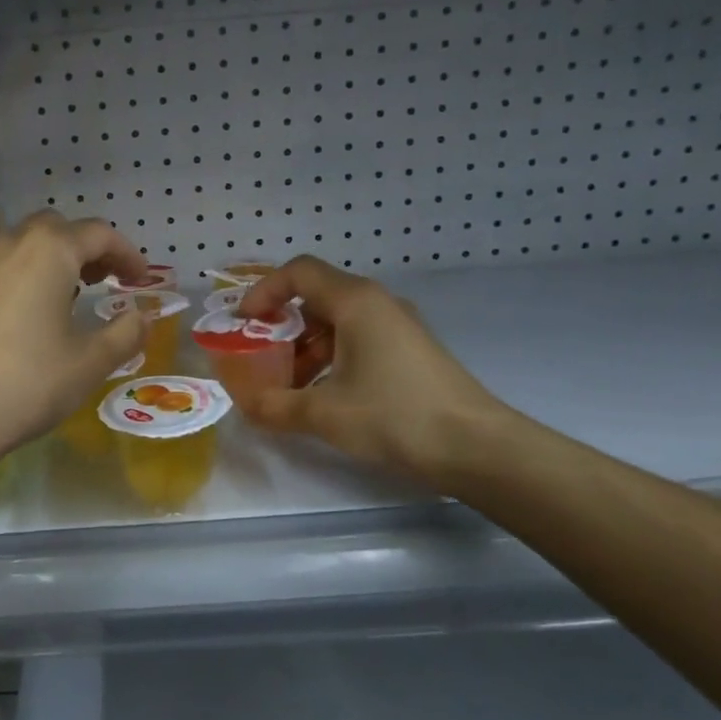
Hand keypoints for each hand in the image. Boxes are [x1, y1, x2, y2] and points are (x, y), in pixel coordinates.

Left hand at [0, 211, 148, 471]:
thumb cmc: (26, 385)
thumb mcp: (89, 363)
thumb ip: (126, 333)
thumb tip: (143, 317)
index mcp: (47, 252)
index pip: (98, 234)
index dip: (127, 254)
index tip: (140, 280)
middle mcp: (5, 245)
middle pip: (53, 230)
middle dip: (83, 249)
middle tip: (100, 282)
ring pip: (15, 247)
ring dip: (44, 262)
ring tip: (56, 300)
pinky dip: (10, 281)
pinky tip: (11, 321)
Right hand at [238, 256, 509, 488]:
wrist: (476, 447)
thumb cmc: (395, 416)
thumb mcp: (324, 413)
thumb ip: (275, 405)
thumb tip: (245, 405)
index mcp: (355, 302)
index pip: (298, 272)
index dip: (263, 291)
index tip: (243, 323)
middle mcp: (377, 304)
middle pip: (316, 297)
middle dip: (282, 326)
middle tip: (261, 359)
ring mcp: (397, 327)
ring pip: (337, 322)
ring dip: (305, 347)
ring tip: (290, 387)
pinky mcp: (409, 351)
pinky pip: (357, 340)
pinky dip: (331, 358)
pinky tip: (324, 396)